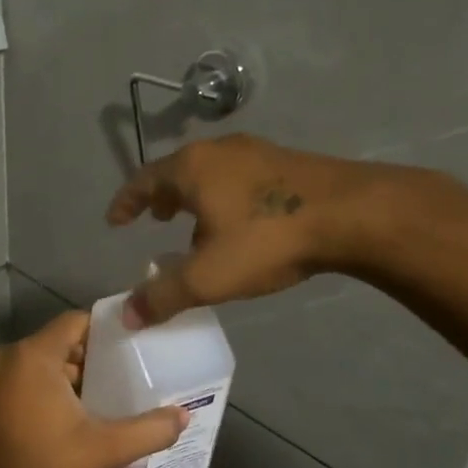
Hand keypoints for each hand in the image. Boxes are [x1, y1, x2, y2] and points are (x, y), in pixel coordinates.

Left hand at [0, 312, 186, 467]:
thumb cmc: (41, 467)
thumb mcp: (102, 449)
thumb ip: (147, 430)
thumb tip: (184, 416)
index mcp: (34, 355)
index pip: (78, 321)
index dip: (110, 329)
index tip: (141, 344)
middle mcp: (13, 357)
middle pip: (66, 342)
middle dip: (100, 357)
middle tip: (137, 372)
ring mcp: (0, 378)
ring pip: (50, 363)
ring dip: (81, 376)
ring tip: (119, 393)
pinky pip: (35, 379)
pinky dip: (60, 388)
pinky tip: (88, 412)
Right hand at [106, 133, 380, 325]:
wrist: (352, 214)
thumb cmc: (267, 239)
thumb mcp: (208, 276)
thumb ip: (163, 297)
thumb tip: (127, 316)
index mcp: (192, 168)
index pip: (144, 181)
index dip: (126, 202)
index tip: (115, 221)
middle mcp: (220, 151)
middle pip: (178, 171)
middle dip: (162, 197)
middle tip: (155, 219)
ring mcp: (258, 152)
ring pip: (212, 173)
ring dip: (196, 198)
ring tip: (194, 226)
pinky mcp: (289, 163)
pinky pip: (240, 178)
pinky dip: (225, 197)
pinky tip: (240, 225)